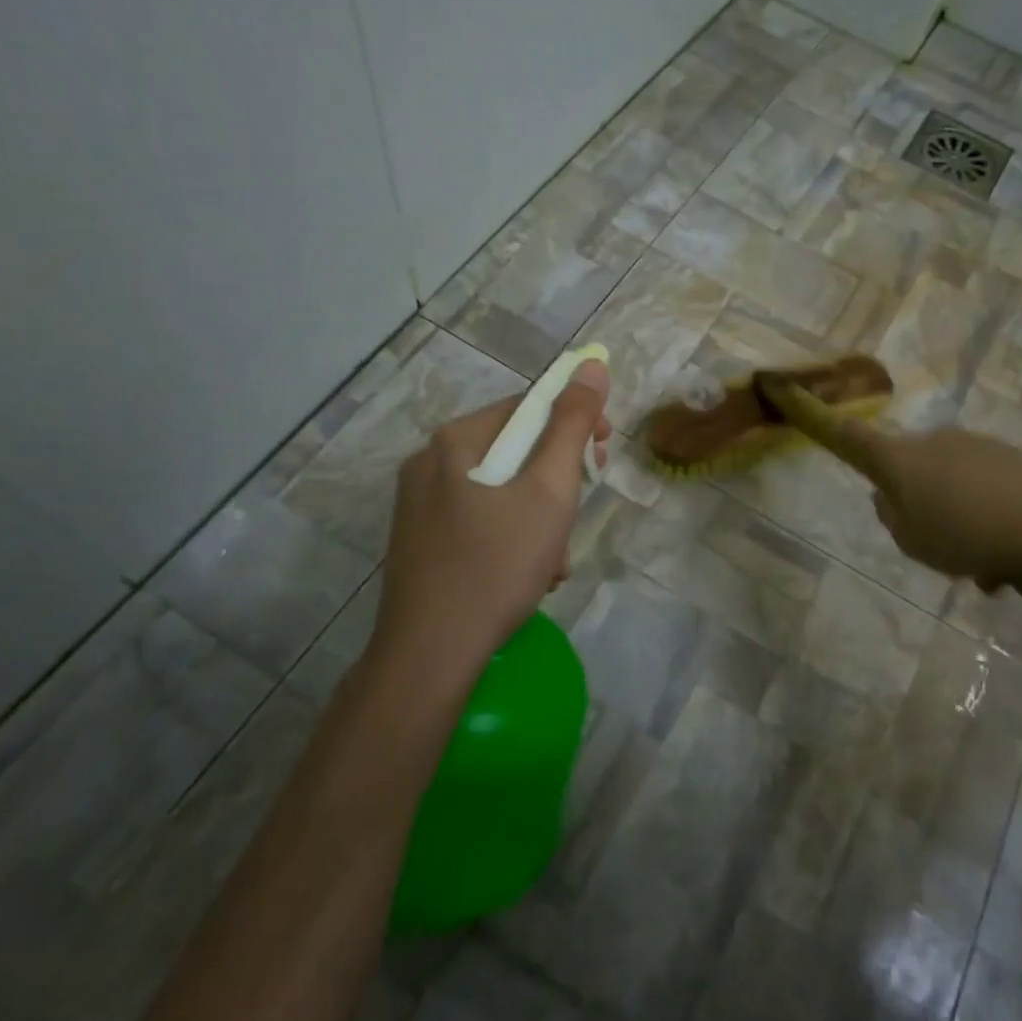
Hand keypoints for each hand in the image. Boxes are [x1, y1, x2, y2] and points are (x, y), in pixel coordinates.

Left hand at [370, 359, 611, 688]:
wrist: (430, 655)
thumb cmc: (496, 565)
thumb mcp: (549, 491)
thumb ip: (572, 425)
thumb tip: (592, 366)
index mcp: (455, 440)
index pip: (528, 407)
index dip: (575, 424)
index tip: (603, 455)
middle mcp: (428, 463)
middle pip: (514, 451)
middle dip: (556, 484)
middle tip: (574, 518)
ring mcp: (418, 506)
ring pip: (500, 492)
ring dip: (538, 518)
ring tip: (553, 561)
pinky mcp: (419, 542)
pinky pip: (479, 521)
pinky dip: (511, 539)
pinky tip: (527, 576)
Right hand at [760, 378, 1021, 613]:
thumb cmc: (969, 534)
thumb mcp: (915, 542)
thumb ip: (894, 520)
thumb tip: (890, 498)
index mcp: (899, 461)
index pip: (849, 437)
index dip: (818, 418)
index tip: (788, 386)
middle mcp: (933, 443)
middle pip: (913, 474)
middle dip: (926, 511)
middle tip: (949, 555)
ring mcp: (976, 447)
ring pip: (955, 490)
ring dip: (966, 527)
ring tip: (996, 573)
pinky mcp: (1013, 458)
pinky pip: (989, 494)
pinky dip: (995, 523)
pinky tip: (1020, 561)